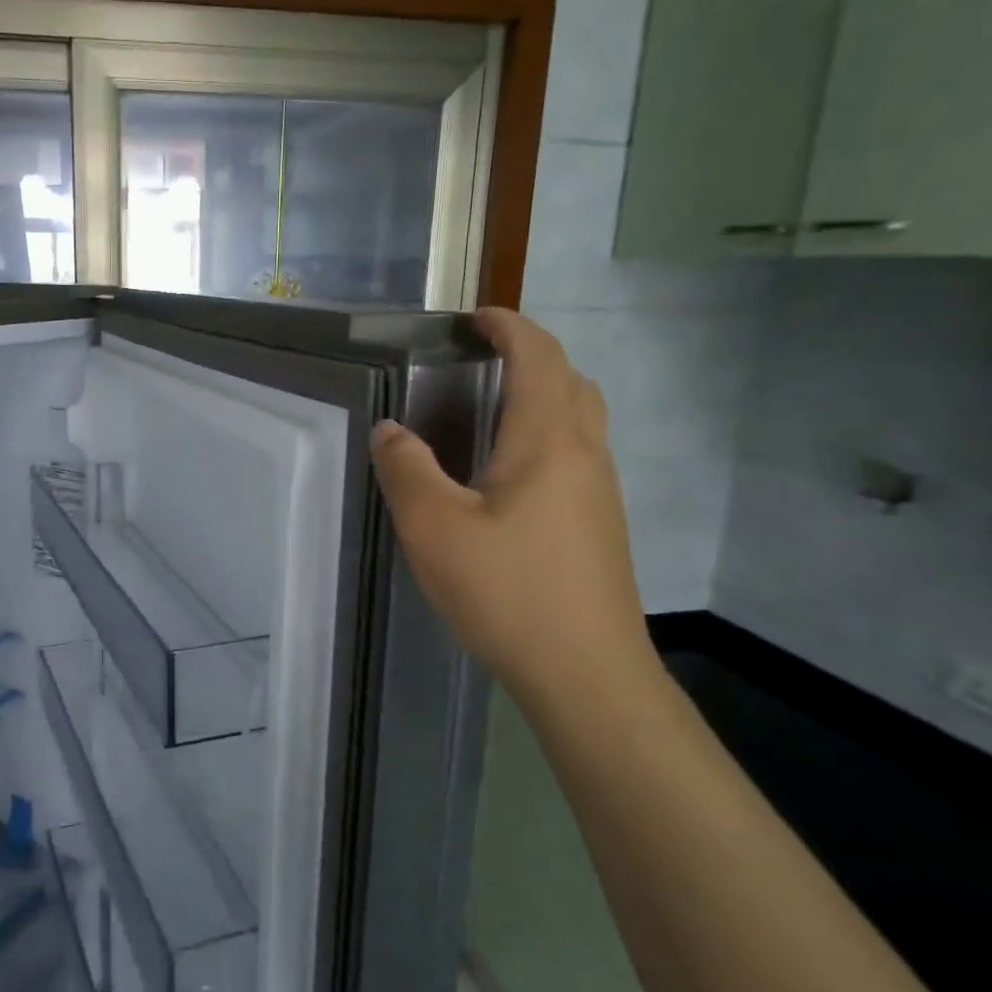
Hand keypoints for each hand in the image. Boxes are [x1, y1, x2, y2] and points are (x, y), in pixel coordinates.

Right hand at [371, 307, 657, 708]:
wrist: (587, 673)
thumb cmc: (508, 591)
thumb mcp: (434, 528)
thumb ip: (406, 469)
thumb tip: (390, 430)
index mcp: (548, 439)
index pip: (538, 355)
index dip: (508, 326)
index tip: (473, 319)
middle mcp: (585, 453)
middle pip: (570, 379)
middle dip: (530, 354)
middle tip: (481, 361)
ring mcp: (601, 491)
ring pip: (580, 418)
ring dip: (543, 394)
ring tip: (491, 410)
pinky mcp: (601, 525)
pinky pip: (577, 454)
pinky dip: (547, 434)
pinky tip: (509, 476)